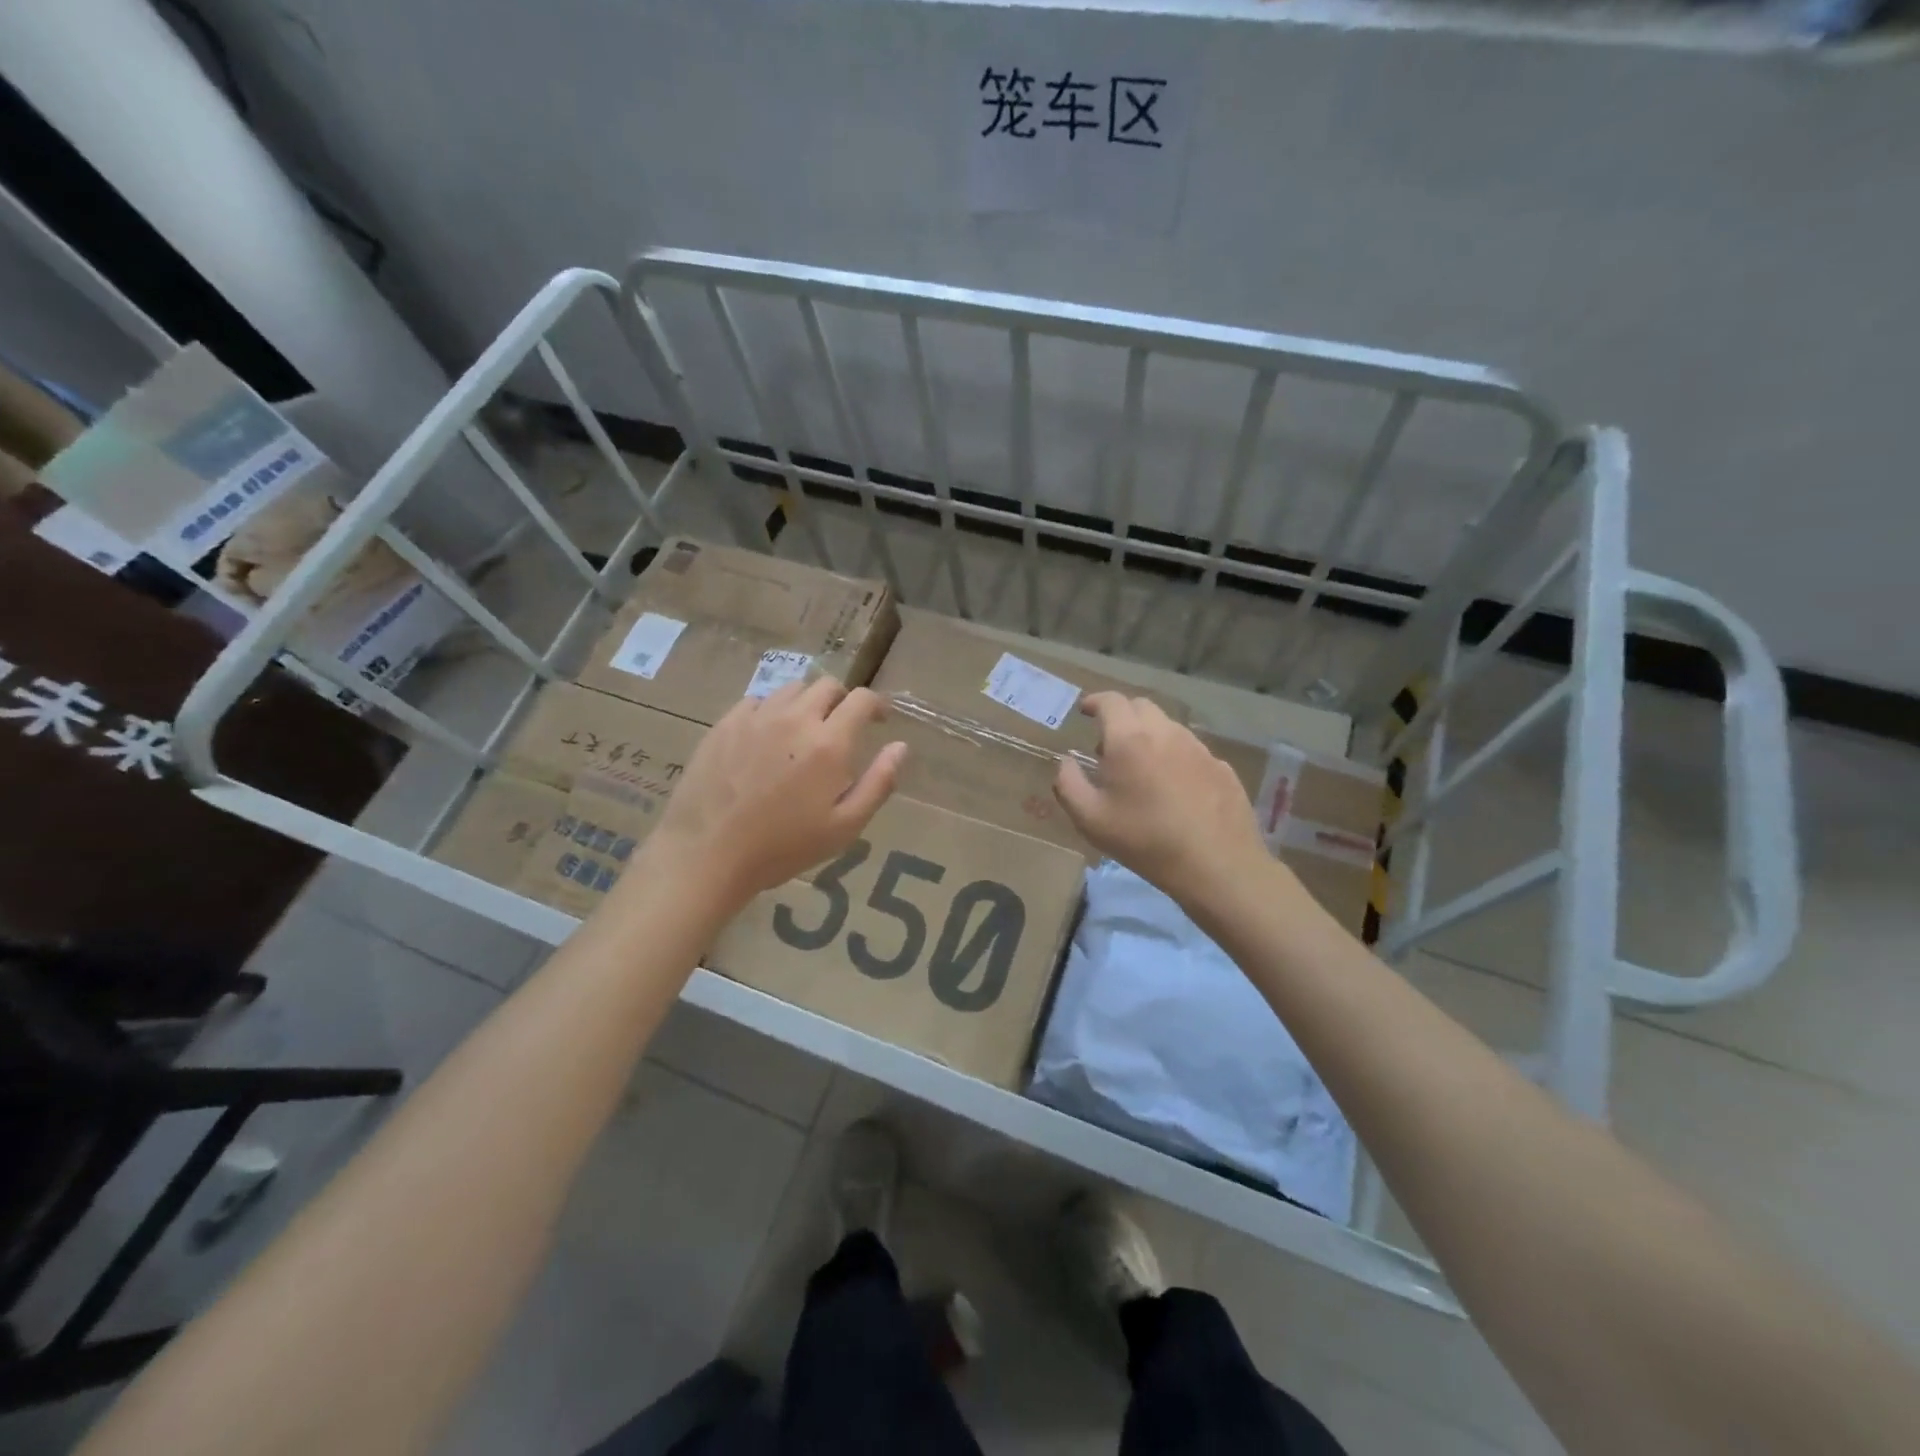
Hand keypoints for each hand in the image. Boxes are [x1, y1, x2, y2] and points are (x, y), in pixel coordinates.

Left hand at [647, 679, 905, 906]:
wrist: (708, 852)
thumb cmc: (783, 846)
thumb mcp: (845, 827)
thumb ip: (879, 783)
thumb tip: (901, 747)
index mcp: (829, 743)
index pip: (862, 699)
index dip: (877, 704)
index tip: (879, 719)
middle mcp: (795, 718)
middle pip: (827, 685)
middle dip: (842, 700)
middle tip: (841, 726)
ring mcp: (756, 717)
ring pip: (792, 689)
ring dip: (806, 702)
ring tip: (803, 730)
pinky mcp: (725, 723)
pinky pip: (757, 701)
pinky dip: (771, 711)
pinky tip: (767, 737)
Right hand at [1053, 693, 1271, 906]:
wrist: (1216, 865)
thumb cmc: (1145, 840)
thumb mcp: (1090, 820)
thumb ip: (1068, 784)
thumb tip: (1066, 762)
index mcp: (1129, 739)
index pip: (1110, 701)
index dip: (1094, 701)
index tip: (1084, 710)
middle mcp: (1165, 733)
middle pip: (1140, 706)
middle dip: (1120, 715)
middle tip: (1108, 743)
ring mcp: (1198, 748)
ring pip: (1168, 726)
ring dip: (1148, 735)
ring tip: (1140, 767)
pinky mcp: (1221, 767)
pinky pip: (1190, 750)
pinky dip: (1174, 756)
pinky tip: (1173, 787)